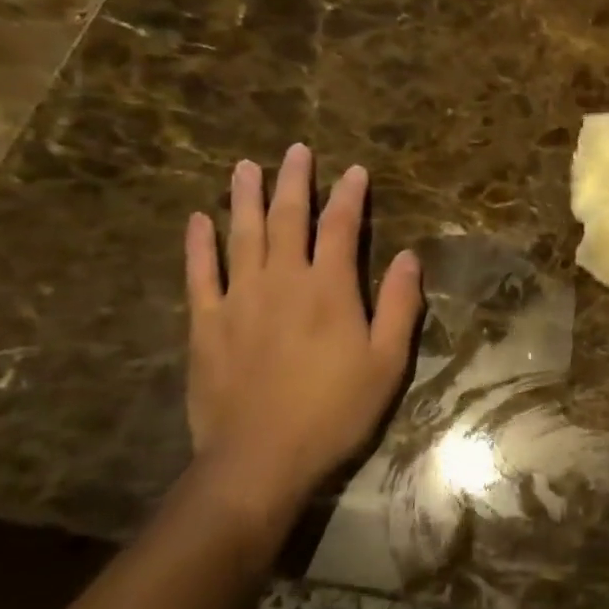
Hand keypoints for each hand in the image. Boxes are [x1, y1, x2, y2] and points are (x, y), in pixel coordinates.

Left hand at [182, 145, 421, 536]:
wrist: (261, 458)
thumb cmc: (335, 411)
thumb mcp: (387, 362)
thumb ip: (400, 306)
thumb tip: (410, 256)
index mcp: (330, 289)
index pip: (341, 227)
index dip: (349, 196)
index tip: (354, 170)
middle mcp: (283, 280)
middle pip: (289, 218)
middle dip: (295, 181)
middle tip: (296, 150)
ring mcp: (239, 299)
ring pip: (243, 235)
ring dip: (245, 198)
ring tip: (246, 167)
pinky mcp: (206, 323)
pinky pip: (200, 273)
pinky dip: (199, 244)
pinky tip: (198, 220)